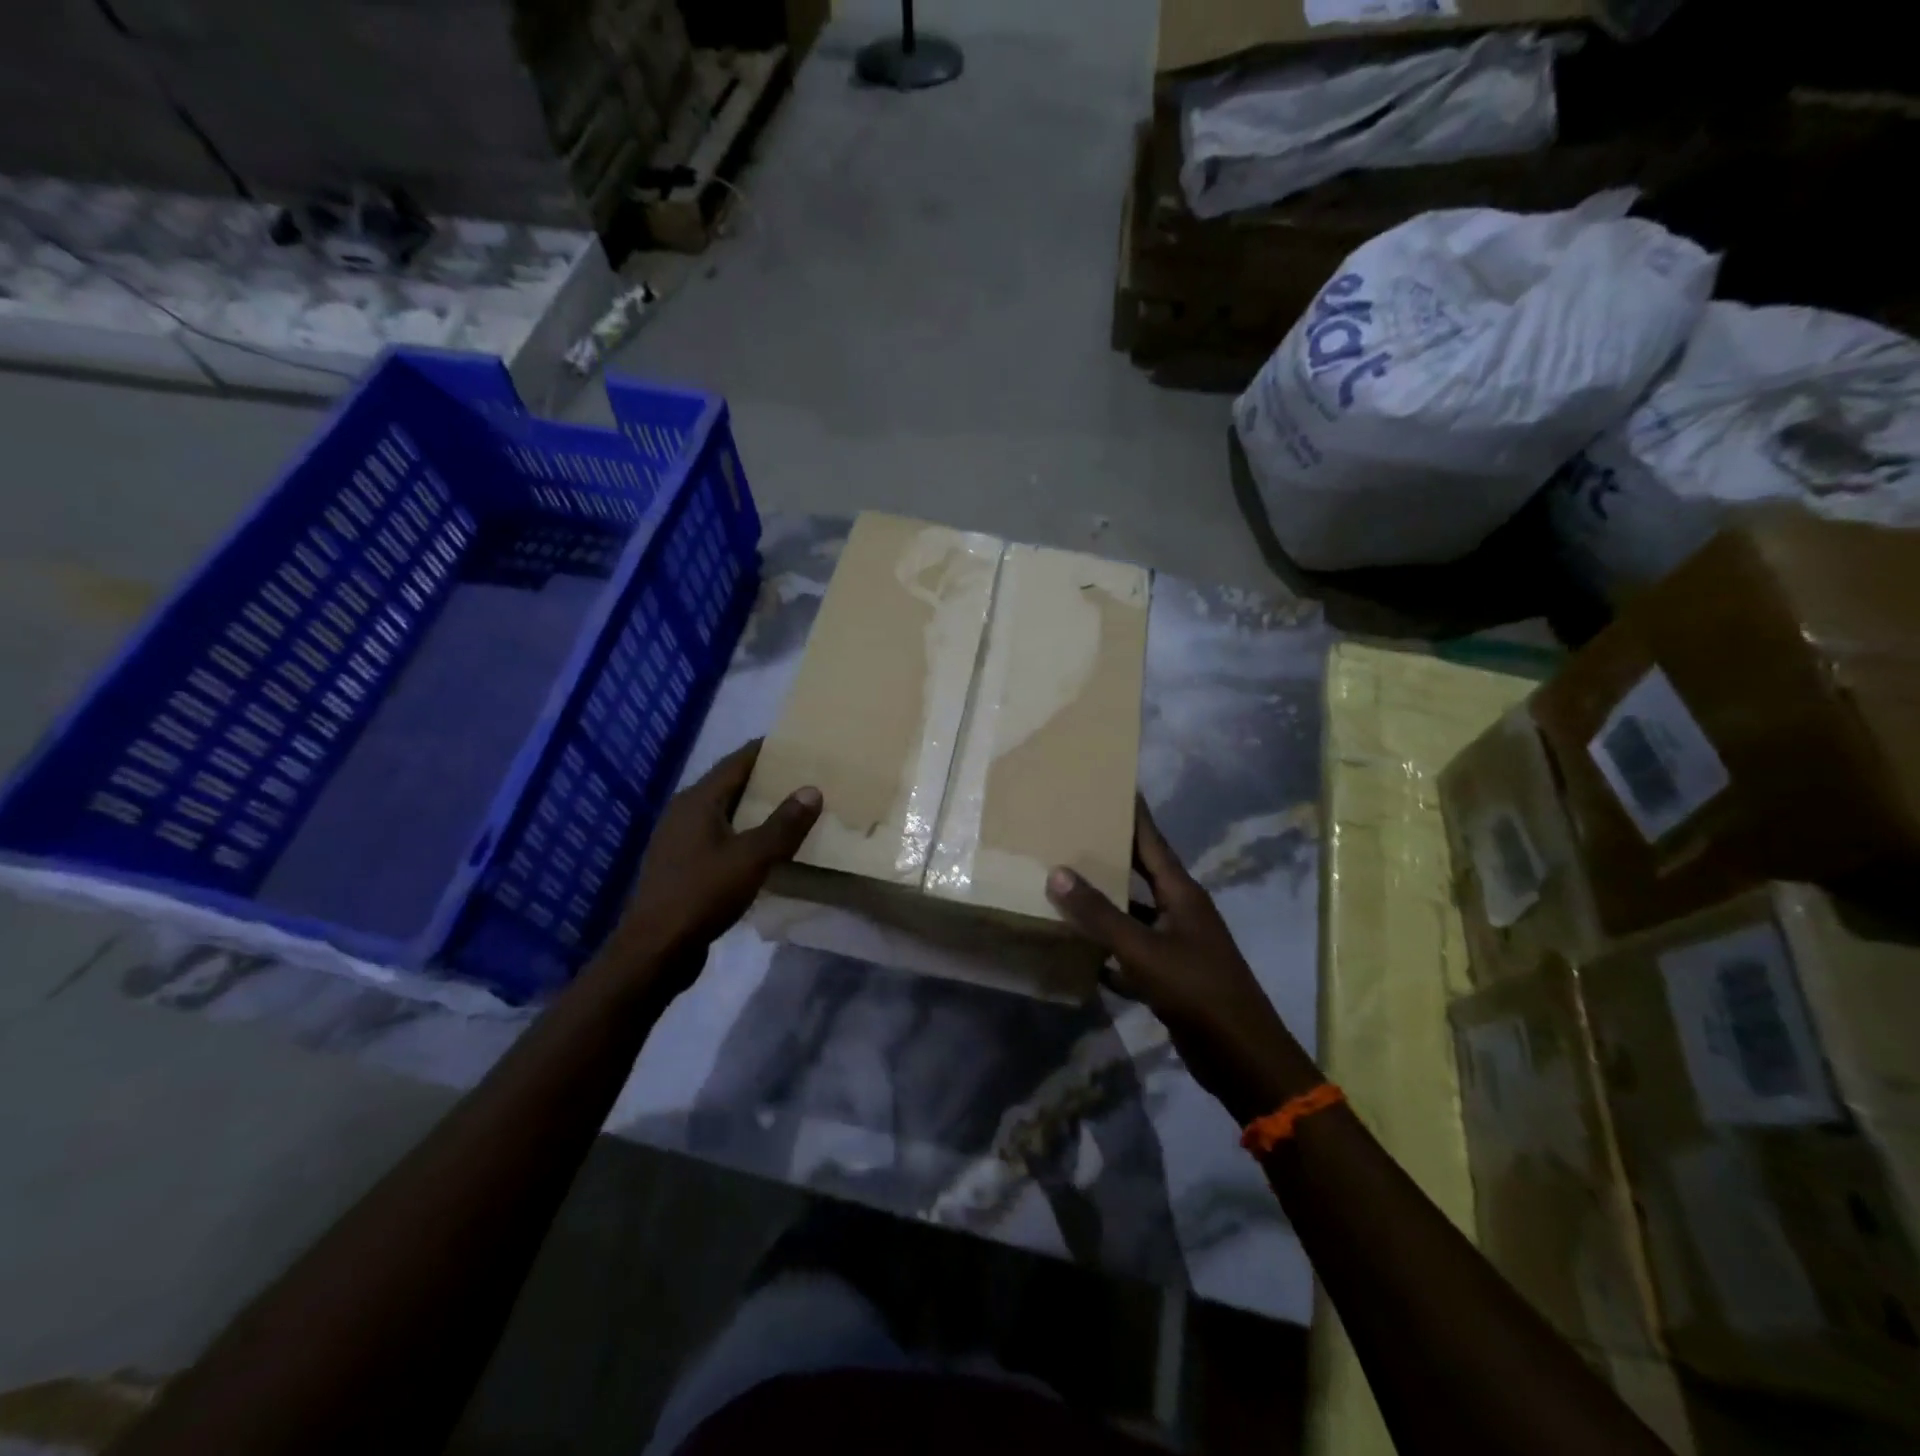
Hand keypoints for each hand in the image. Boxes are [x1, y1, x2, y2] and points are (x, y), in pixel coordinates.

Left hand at [605, 739, 820, 993]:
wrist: (655, 950)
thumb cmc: (702, 895)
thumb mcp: (752, 857)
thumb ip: (784, 824)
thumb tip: (812, 789)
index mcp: (698, 800)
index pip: (737, 761)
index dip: (766, 750)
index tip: (797, 744)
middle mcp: (684, 812)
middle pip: (730, 784)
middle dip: (765, 779)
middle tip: (804, 777)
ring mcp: (679, 840)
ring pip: (724, 813)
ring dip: (755, 809)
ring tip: (792, 809)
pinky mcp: (681, 866)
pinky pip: (719, 837)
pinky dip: (744, 833)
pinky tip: (765, 847)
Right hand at [1046, 802, 1318, 1124]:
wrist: (1240, 1056)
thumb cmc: (1195, 990)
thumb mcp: (1142, 949)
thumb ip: (1099, 913)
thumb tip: (1057, 872)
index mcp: (1181, 893)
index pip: (1152, 841)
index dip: (1133, 814)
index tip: (1112, 785)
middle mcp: (1180, 911)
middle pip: (1140, 874)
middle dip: (1110, 854)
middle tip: (1072, 831)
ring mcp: (1176, 945)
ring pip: (1133, 914)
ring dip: (1104, 904)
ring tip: (1064, 885)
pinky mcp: (1170, 977)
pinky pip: (1132, 952)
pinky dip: (1108, 950)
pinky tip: (1079, 950)